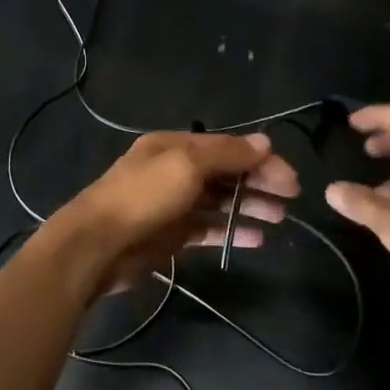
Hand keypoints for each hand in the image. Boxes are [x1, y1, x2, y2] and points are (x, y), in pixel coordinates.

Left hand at [50, 131, 297, 296]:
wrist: (97, 246)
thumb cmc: (143, 197)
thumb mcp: (186, 166)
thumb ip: (226, 154)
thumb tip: (264, 143)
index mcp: (176, 145)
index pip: (228, 147)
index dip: (261, 160)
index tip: (290, 178)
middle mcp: (176, 170)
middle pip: (226, 172)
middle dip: (259, 182)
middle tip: (291, 199)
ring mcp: (174, 204)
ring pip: (221, 201)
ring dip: (250, 206)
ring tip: (280, 218)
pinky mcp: (173, 235)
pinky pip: (210, 229)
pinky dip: (232, 232)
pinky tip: (257, 239)